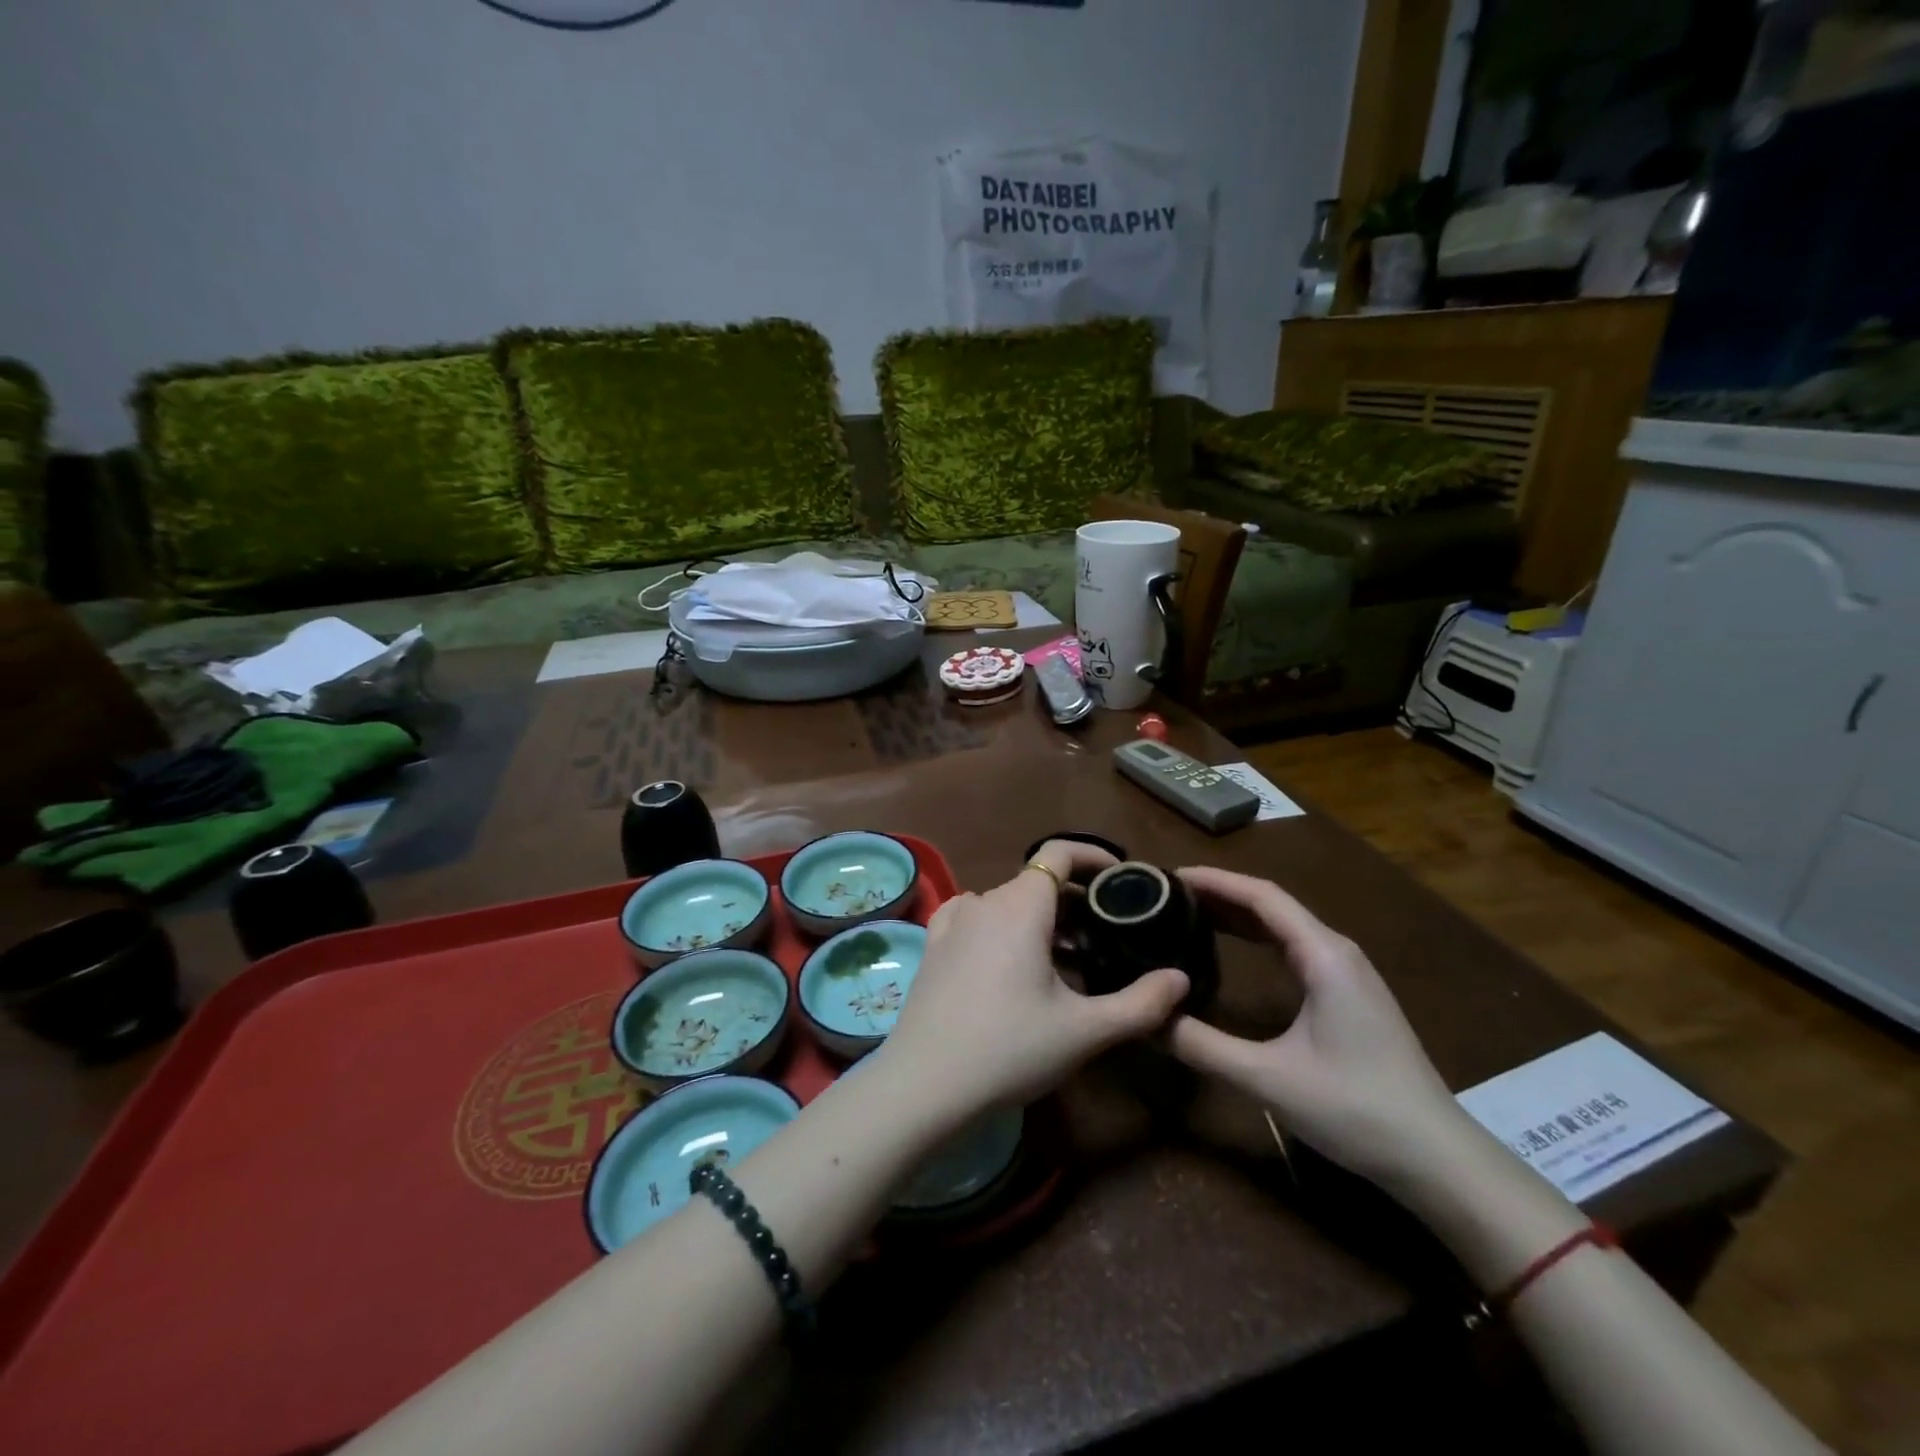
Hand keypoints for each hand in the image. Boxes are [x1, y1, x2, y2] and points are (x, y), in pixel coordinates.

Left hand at [880, 839, 1189, 1116]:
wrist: (924, 1084)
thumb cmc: (1010, 1049)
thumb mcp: (1085, 1031)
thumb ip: (1141, 1004)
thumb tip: (1180, 979)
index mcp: (1021, 906)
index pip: (1059, 853)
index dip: (1094, 857)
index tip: (1121, 880)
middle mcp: (984, 901)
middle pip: (1037, 881)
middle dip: (1075, 901)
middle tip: (1106, 938)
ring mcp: (953, 921)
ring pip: (1008, 902)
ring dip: (1041, 918)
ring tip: (1067, 959)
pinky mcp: (934, 944)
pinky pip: (977, 918)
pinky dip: (1003, 926)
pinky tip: (1011, 960)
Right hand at [1168, 867, 1463, 1189]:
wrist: (1439, 1160)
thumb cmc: (1355, 1109)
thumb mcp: (1268, 1079)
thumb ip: (1202, 1046)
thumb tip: (1146, 1017)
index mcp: (1324, 956)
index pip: (1262, 896)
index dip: (1215, 880)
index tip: (1169, 876)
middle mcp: (1338, 952)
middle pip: (1272, 905)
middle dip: (1220, 894)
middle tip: (1168, 897)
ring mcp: (1349, 975)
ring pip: (1285, 927)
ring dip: (1239, 916)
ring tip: (1190, 915)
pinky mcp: (1350, 997)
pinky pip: (1296, 950)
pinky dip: (1258, 940)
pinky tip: (1235, 952)